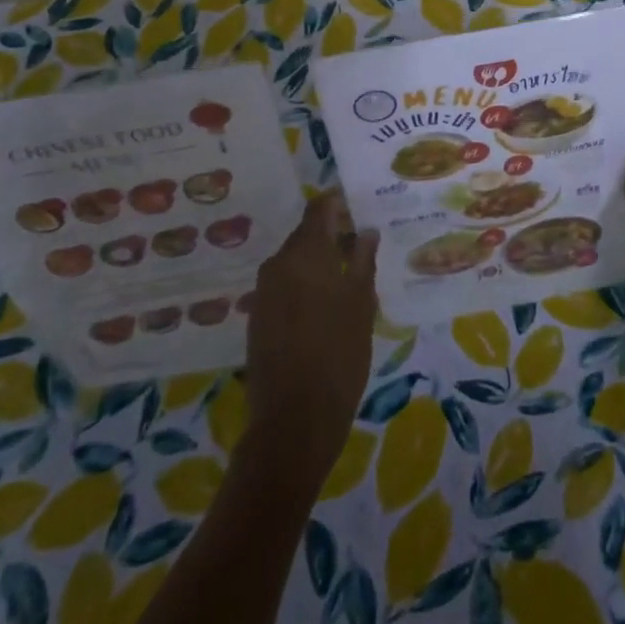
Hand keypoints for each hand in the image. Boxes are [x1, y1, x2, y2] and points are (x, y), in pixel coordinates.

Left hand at [243, 191, 378, 487]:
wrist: (293, 420)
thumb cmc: (338, 354)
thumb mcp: (361, 303)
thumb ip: (363, 260)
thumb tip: (366, 230)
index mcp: (304, 254)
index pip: (319, 209)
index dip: (339, 203)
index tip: (360, 206)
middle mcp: (278, 264)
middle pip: (305, 235)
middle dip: (332, 235)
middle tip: (362, 245)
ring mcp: (264, 292)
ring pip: (295, 261)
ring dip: (319, 262)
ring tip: (349, 275)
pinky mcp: (258, 318)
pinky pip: (285, 285)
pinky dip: (304, 284)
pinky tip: (326, 303)